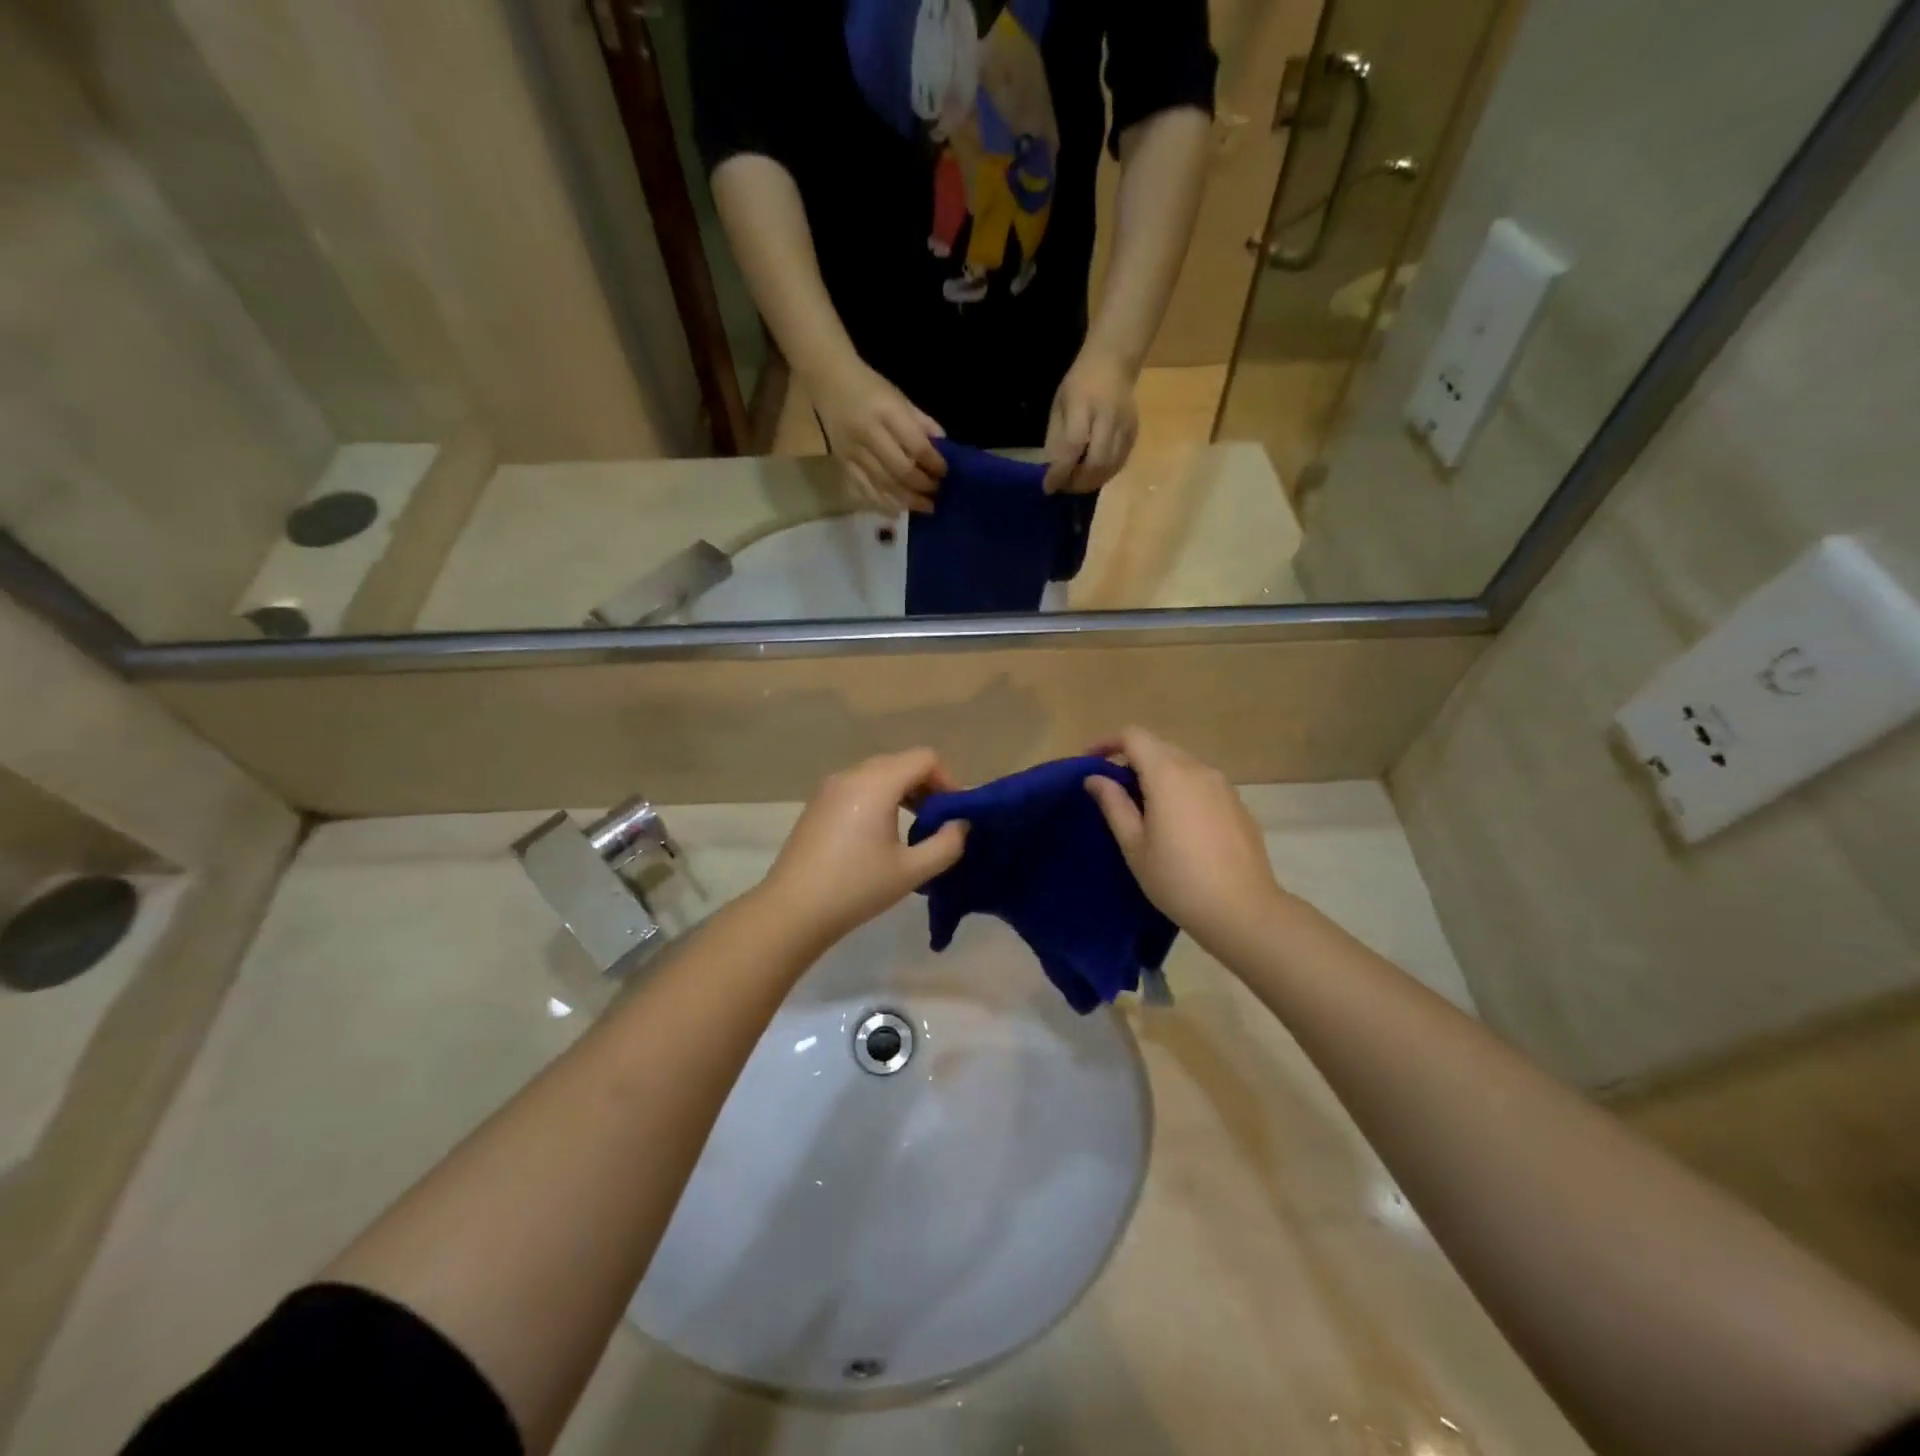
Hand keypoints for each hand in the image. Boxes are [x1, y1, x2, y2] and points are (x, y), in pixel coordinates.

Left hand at [759, 749, 968, 947]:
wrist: (793, 909)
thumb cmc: (856, 888)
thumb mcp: (912, 871)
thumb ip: (947, 844)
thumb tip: (960, 825)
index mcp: (876, 783)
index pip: (924, 758)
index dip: (948, 780)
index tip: (954, 814)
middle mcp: (852, 775)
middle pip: (901, 762)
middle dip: (927, 786)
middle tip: (938, 823)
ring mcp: (830, 787)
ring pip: (879, 773)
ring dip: (903, 791)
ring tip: (913, 829)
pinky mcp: (818, 803)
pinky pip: (859, 786)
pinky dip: (879, 797)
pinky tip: (880, 834)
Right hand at [810, 358, 946, 514]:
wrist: (827, 378)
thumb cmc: (869, 386)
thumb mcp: (899, 396)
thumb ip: (921, 422)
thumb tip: (944, 448)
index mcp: (886, 411)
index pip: (916, 445)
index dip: (934, 463)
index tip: (946, 473)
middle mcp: (868, 433)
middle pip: (901, 470)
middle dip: (923, 486)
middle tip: (938, 493)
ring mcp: (853, 451)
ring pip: (884, 484)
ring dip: (908, 499)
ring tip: (925, 506)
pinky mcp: (843, 463)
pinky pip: (865, 489)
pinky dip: (883, 503)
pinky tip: (899, 510)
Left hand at [1043, 348, 1138, 493]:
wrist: (1113, 362)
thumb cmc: (1079, 384)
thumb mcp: (1059, 405)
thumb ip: (1056, 438)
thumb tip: (1053, 470)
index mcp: (1084, 406)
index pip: (1073, 446)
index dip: (1061, 471)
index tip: (1049, 486)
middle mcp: (1107, 417)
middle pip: (1096, 462)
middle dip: (1078, 482)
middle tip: (1065, 487)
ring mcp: (1124, 426)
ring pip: (1110, 467)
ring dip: (1091, 483)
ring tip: (1077, 483)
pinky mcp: (1134, 433)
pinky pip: (1120, 463)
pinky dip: (1105, 475)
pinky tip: (1093, 475)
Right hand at [1083, 727, 1288, 952]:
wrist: (1242, 910)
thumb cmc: (1177, 879)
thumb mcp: (1134, 845)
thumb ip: (1114, 804)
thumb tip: (1095, 778)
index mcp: (1168, 774)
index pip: (1133, 736)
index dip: (1107, 742)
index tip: (1089, 762)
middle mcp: (1198, 769)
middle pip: (1158, 746)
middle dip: (1131, 758)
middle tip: (1112, 788)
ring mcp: (1223, 785)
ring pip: (1182, 764)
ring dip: (1157, 773)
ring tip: (1143, 806)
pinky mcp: (1238, 804)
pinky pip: (1201, 783)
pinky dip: (1181, 788)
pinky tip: (1177, 823)